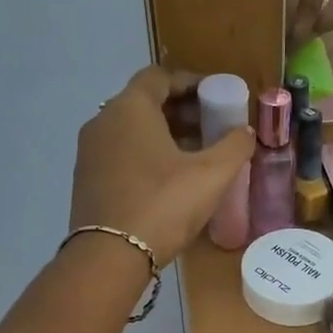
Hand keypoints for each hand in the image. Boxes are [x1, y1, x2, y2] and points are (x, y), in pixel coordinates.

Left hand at [69, 67, 254, 264]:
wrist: (110, 257)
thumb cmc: (163, 205)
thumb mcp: (211, 175)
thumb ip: (234, 146)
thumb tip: (245, 132)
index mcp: (130, 108)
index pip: (160, 76)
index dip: (191, 82)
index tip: (216, 97)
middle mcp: (103, 121)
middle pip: (144, 102)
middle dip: (180, 110)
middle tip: (211, 127)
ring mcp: (90, 152)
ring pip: (131, 130)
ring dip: (163, 135)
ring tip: (195, 155)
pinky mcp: (86, 180)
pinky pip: (120, 154)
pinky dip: (144, 155)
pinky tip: (168, 180)